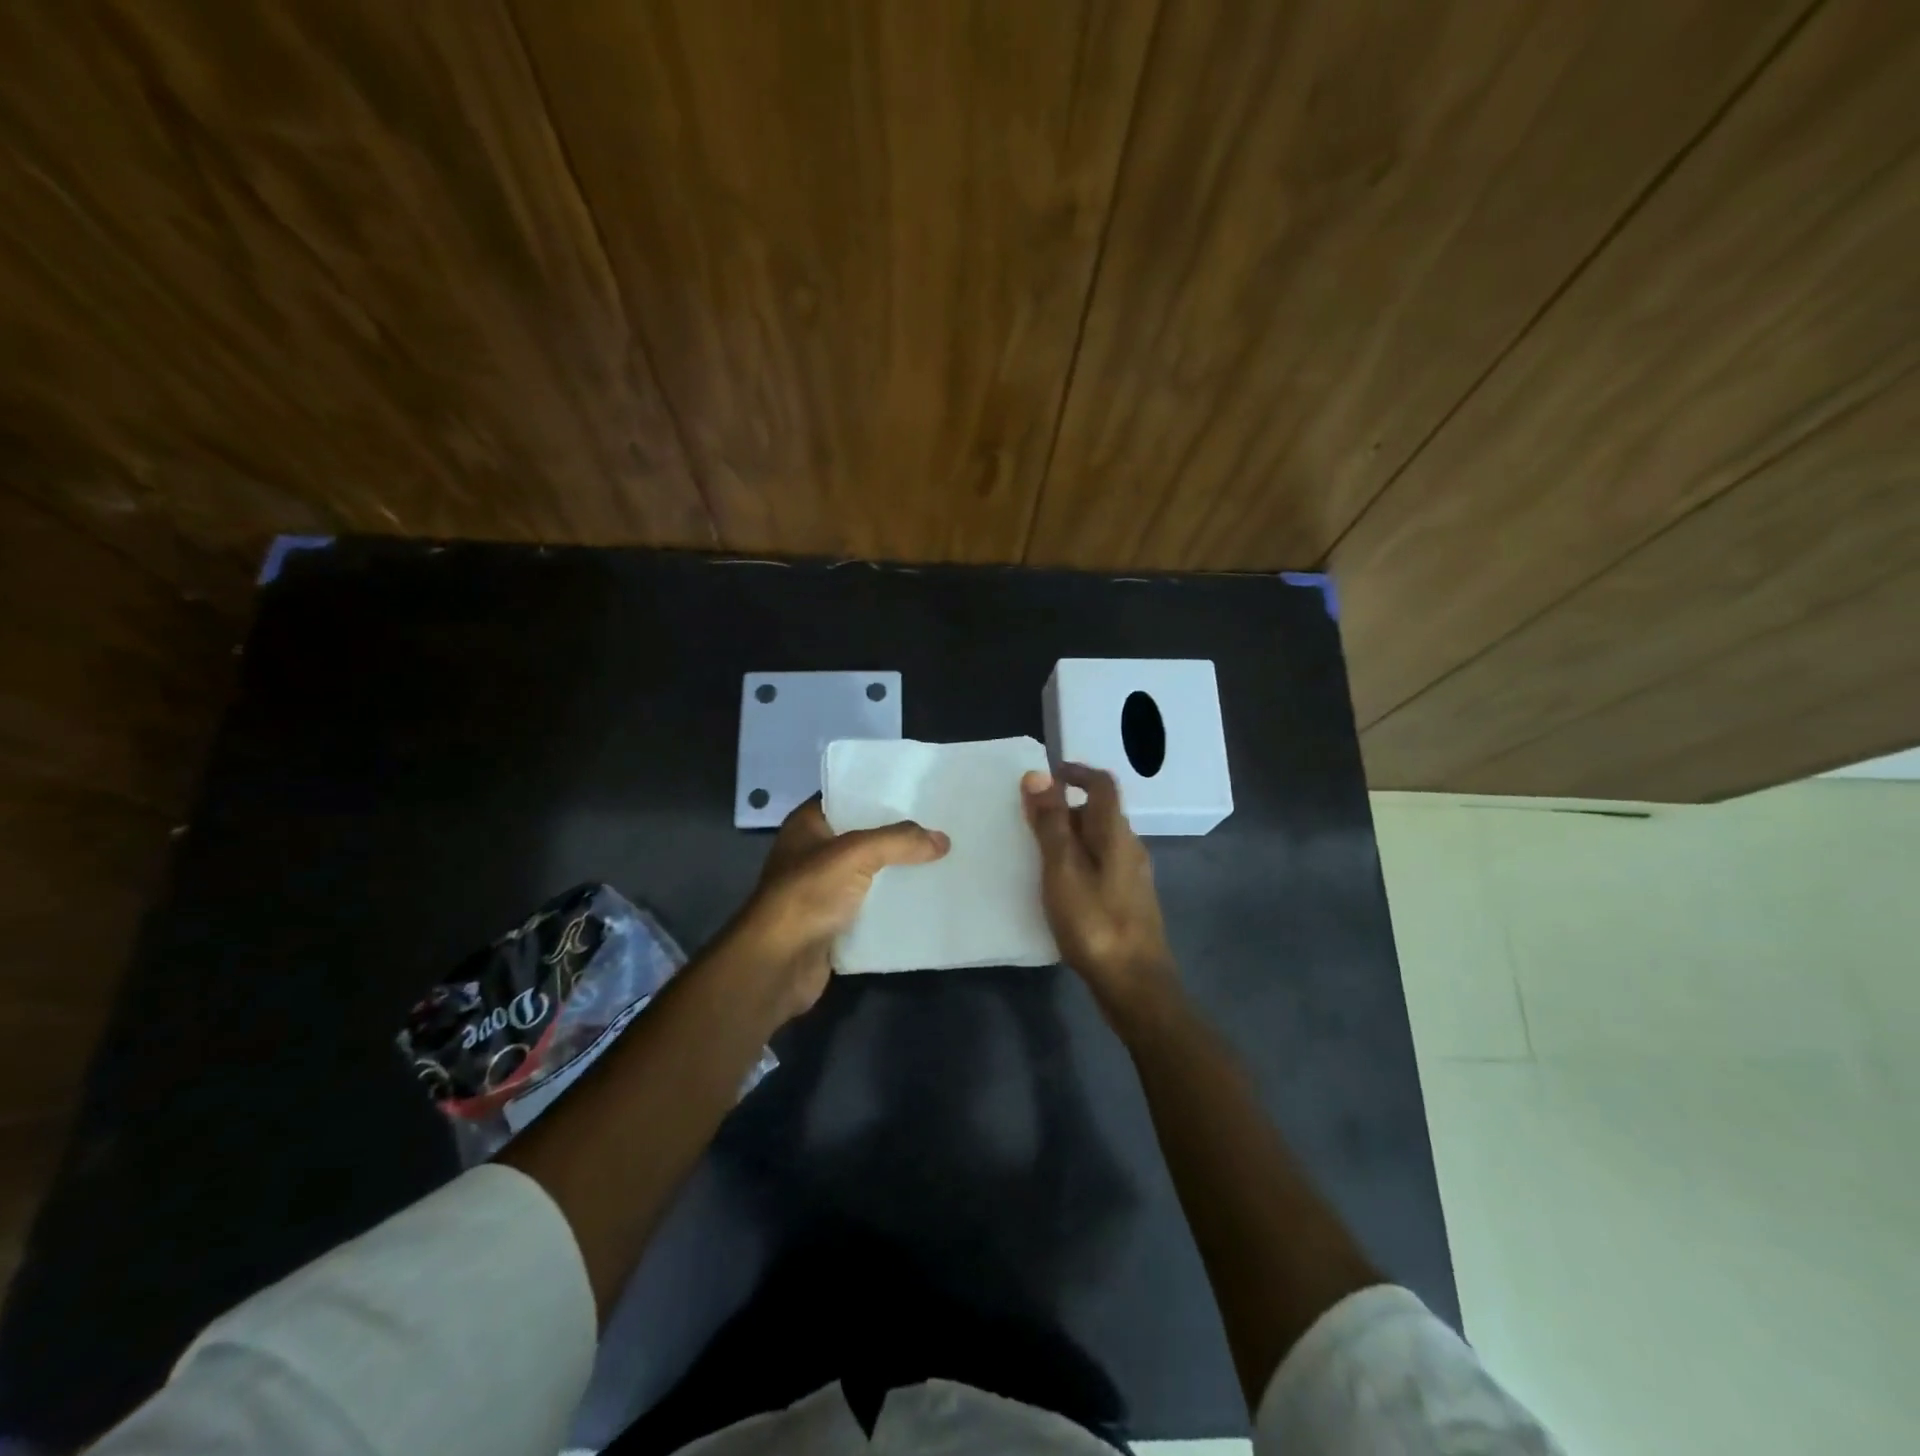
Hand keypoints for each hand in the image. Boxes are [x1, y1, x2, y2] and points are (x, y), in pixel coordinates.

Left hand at [724, 797, 948, 1022]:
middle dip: (898, 834)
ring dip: (899, 871)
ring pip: (870, 873)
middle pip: (863, 836)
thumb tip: (943, 840)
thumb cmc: (808, 894)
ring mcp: (822, 890)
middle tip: (941, 825)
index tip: (918, 791)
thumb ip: (899, 841)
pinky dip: (893, 905)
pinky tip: (926, 899)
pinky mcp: (834, 923)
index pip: (847, 797)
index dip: (879, 793)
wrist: (777, 964)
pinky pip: (871, 907)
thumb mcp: (855, 854)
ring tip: (942, 859)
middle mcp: (813, 853)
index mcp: (808, 825)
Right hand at [1021, 763, 1180, 1026]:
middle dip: (1066, 808)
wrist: (1135, 985)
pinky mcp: (1129, 901)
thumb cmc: (1094, 923)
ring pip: (1099, 841)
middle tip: (1029, 822)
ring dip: (1070, 837)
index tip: (1047, 776)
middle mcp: (1130, 848)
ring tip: (1037, 855)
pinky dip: (1078, 862)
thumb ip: (1051, 823)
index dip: (1077, 772)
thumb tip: (1038, 775)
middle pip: (1100, 813)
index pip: (1103, 785)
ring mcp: (1133, 876)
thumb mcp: (1062, 870)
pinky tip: (1059, 887)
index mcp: (1116, 834)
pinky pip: (1101, 865)